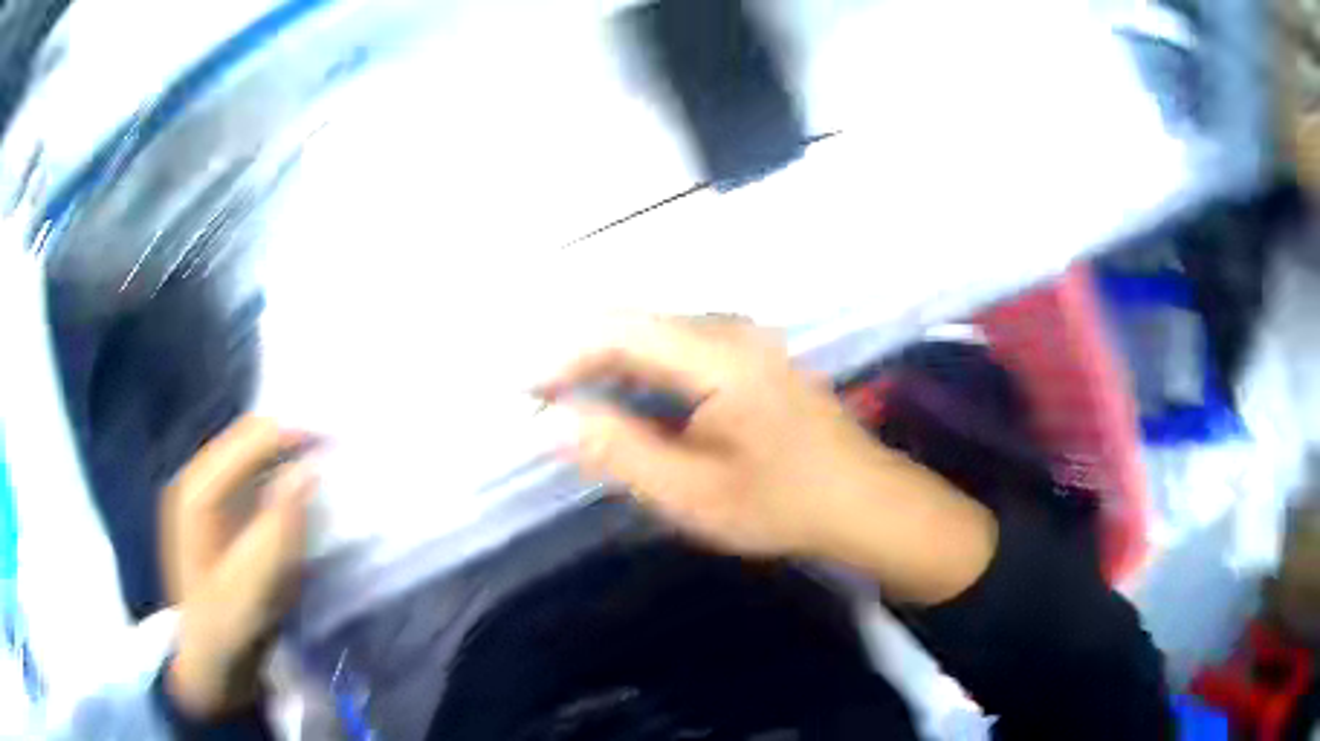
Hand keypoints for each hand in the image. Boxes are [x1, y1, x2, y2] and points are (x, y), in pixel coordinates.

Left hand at [159, 416, 316, 717]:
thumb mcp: (257, 586)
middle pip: (243, 437)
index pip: (246, 441)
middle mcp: (192, 480)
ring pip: (243, 450)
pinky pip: (242, 471)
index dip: (290, 433)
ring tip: (315, 458)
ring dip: (280, 450)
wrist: (208, 658)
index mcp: (196, 494)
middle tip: (329, 446)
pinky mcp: (208, 508)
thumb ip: (279, 527)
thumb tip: (308, 471)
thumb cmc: (229, 626)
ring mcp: (197, 492)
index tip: (333, 439)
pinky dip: (270, 468)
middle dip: (287, 435)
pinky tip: (288, 482)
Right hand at [539, 316, 997, 602]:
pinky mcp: (749, 356)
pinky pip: (676, 349)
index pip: (617, 329)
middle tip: (534, 399)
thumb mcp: (693, 492)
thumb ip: (618, 451)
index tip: (519, 388)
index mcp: (717, 354)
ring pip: (653, 335)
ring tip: (564, 399)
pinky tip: (621, 400)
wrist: (865, 502)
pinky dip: (637, 370)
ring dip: (604, 363)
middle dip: (576, 356)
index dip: (559, 353)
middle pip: (633, 325)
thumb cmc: (784, 503)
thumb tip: (549, 420)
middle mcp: (729, 329)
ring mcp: (743, 339)